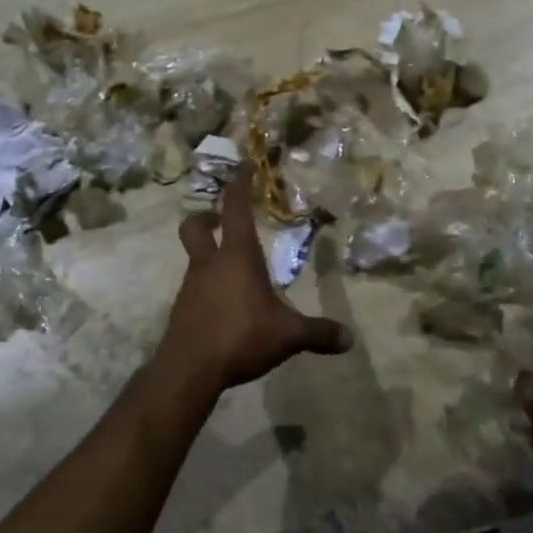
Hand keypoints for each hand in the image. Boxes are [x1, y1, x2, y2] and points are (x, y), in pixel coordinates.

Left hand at [157, 166, 352, 397]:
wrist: (189, 369)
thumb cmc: (240, 336)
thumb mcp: (287, 336)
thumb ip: (318, 333)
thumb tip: (350, 339)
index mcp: (237, 256)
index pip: (236, 207)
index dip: (239, 182)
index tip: (244, 163)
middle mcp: (209, 263)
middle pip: (195, 226)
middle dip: (205, 216)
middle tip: (219, 219)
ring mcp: (191, 286)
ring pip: (193, 258)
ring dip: (208, 255)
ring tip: (231, 272)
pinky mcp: (182, 310)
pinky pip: (194, 288)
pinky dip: (207, 288)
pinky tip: (223, 307)